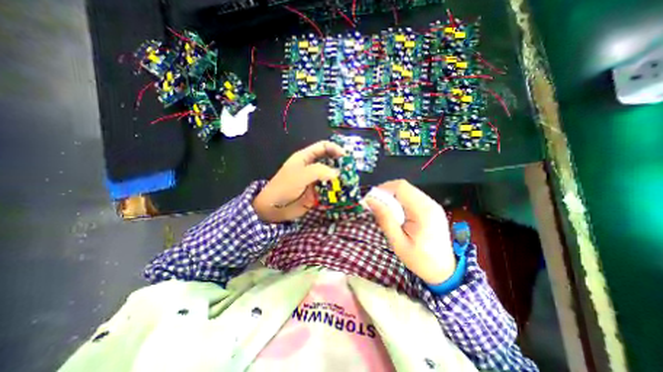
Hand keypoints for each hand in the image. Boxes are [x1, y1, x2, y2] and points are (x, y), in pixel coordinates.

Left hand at [255, 140, 346, 221]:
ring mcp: (315, 180)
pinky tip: (343, 193)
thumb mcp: (300, 175)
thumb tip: (337, 173)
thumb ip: (319, 171)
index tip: (345, 156)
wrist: (273, 209)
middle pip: (330, 161)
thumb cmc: (284, 188)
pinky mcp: (317, 192)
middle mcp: (312, 167)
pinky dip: (336, 190)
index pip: (323, 147)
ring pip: (331, 176)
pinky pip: (329, 189)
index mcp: (306, 157)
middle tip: (350, 171)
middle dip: (340, 164)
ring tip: (349, 183)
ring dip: (340, 179)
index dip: (335, 149)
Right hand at [365, 180, 458, 284]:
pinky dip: (399, 201)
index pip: (401, 187)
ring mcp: (432, 204)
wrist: (444, 271)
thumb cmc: (420, 260)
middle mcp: (430, 203)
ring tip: (385, 212)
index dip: (383, 189)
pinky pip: (411, 197)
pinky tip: (396, 214)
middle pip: (403, 186)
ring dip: (392, 197)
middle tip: (376, 207)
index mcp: (423, 211)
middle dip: (386, 193)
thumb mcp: (398, 243)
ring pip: (407, 191)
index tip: (371, 200)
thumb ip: (385, 219)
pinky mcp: (431, 208)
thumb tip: (370, 201)